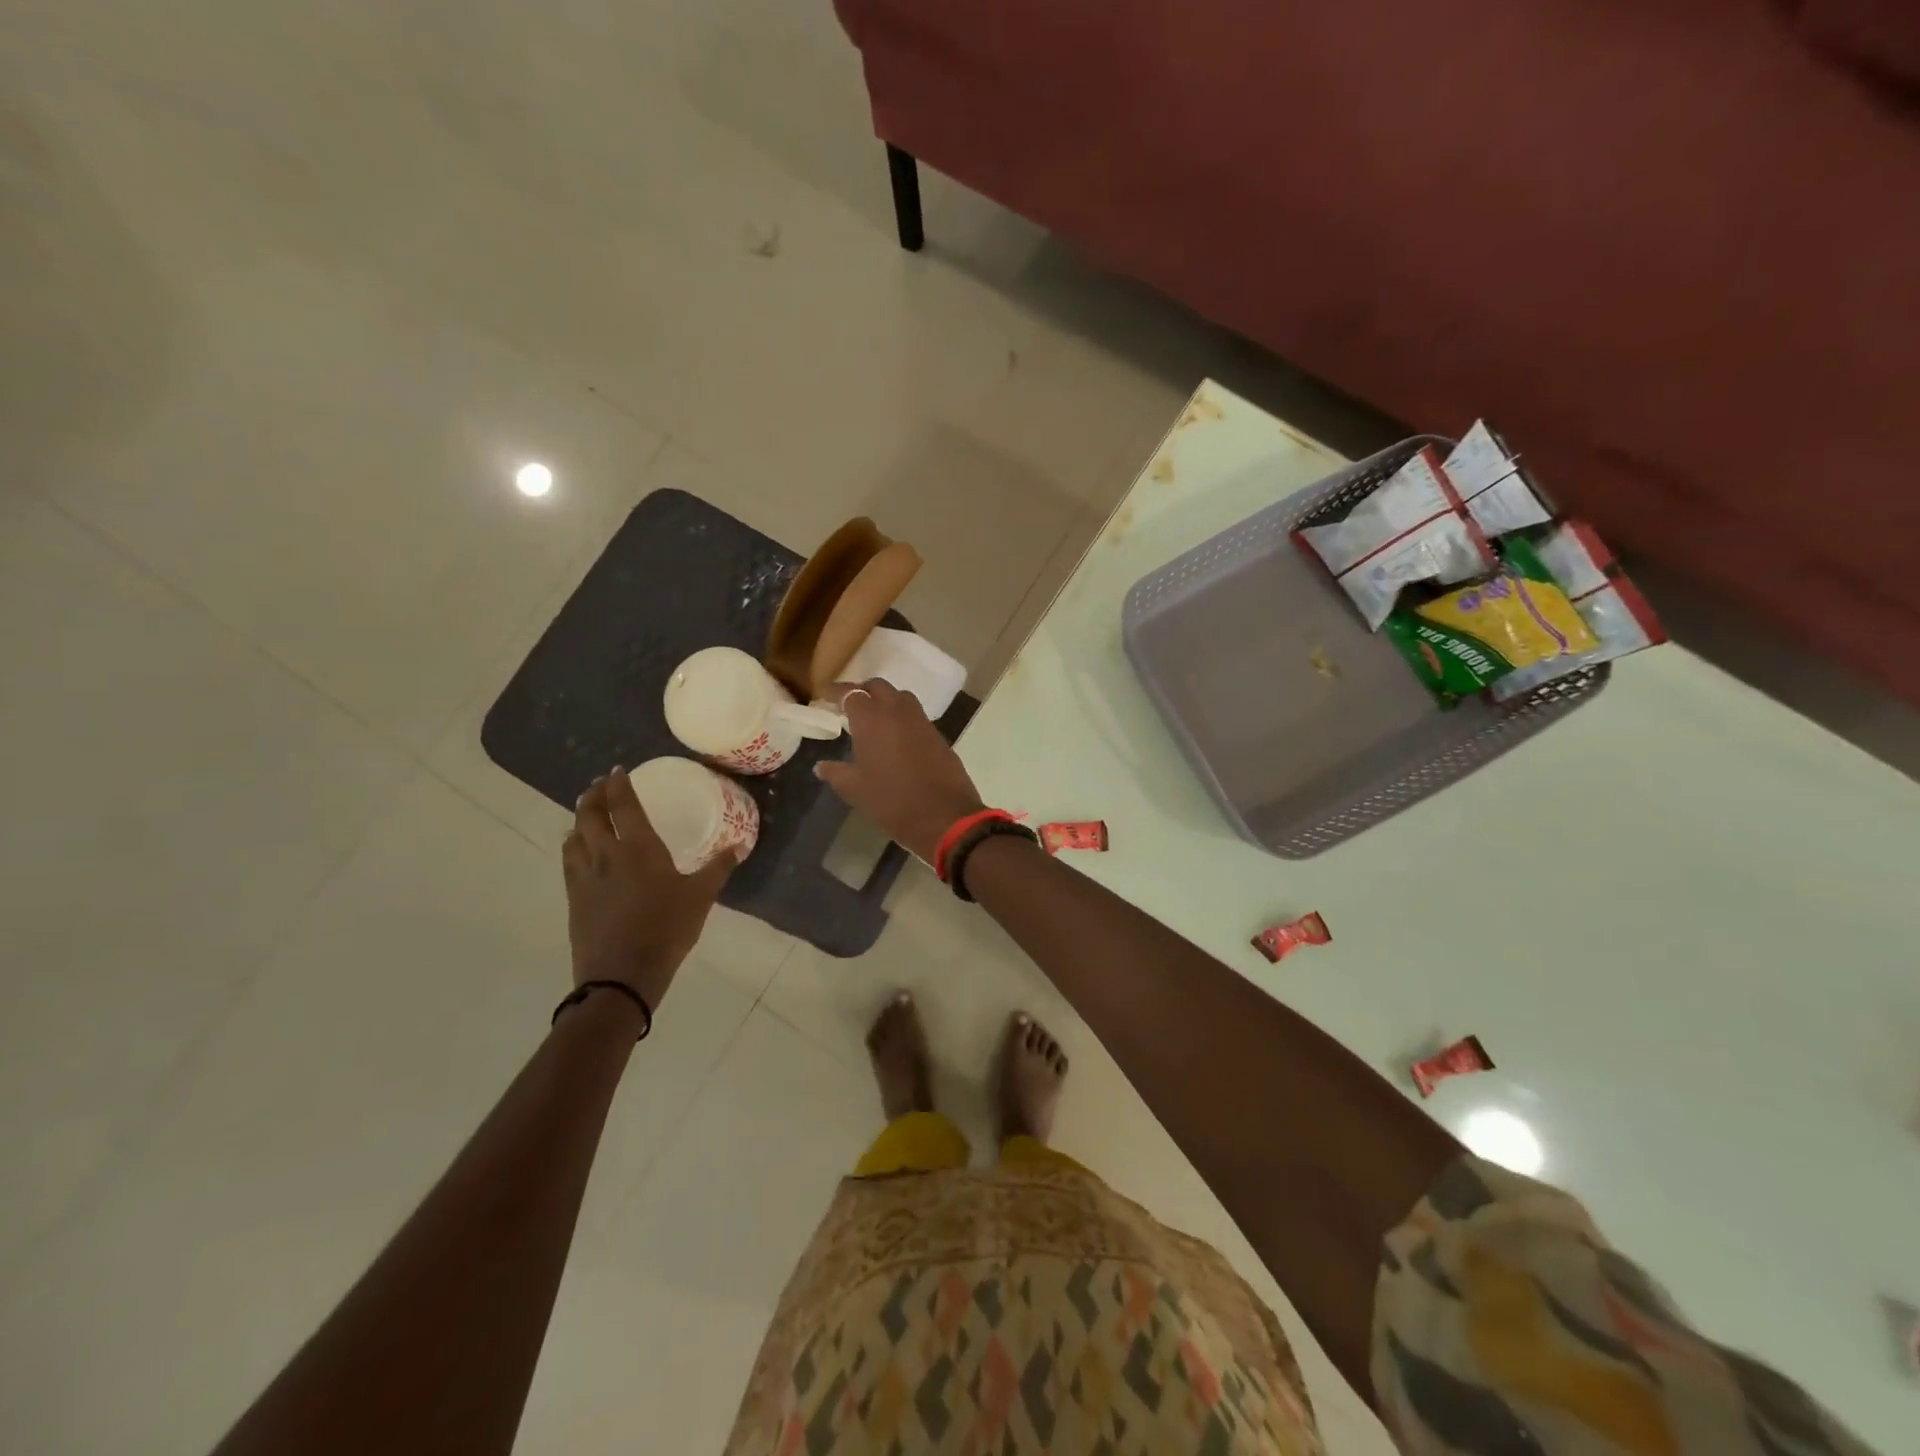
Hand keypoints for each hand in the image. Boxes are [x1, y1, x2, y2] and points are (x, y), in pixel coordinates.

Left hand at [562, 768, 731, 1009]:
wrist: (621, 976)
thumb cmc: (667, 930)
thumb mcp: (701, 897)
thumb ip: (719, 867)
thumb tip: (740, 844)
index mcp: (639, 848)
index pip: (623, 805)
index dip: (619, 784)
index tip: (618, 770)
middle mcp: (607, 854)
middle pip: (590, 814)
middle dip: (594, 795)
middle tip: (601, 785)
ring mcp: (585, 876)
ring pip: (574, 835)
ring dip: (579, 818)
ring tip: (588, 813)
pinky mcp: (574, 897)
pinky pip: (568, 859)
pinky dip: (572, 844)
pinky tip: (579, 849)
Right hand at [814, 679, 985, 862]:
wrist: (945, 816)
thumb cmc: (893, 802)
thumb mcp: (856, 790)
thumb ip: (836, 773)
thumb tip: (821, 766)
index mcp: (872, 720)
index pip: (851, 693)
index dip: (837, 692)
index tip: (826, 696)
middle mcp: (898, 712)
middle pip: (878, 687)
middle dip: (863, 691)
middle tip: (850, 705)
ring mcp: (922, 722)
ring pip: (901, 697)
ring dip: (886, 701)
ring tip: (874, 719)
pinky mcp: (938, 735)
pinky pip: (916, 716)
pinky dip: (902, 718)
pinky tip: (896, 737)